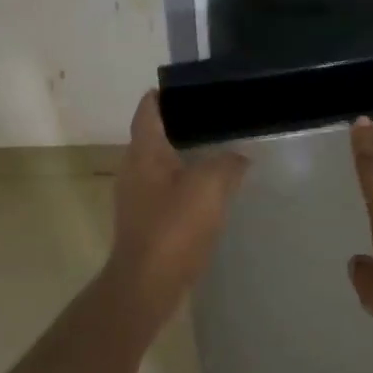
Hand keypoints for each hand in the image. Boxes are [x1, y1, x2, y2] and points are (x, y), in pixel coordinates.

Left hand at [105, 90, 248, 316]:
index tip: (191, 88)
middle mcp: (133, 168)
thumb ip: (227, 163)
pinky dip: (184, 184)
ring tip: (218, 152)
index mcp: (144, 151)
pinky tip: (208, 193)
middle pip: (154, 136)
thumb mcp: (210, 187)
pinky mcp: (144, 221)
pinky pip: (165, 190)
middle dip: (181, 126)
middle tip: (216, 119)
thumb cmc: (174, 228)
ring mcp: (135, 197)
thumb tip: (238, 156)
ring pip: (160, 165)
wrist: (147, 284)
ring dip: (184, 157)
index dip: (165, 95)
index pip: (149, 109)